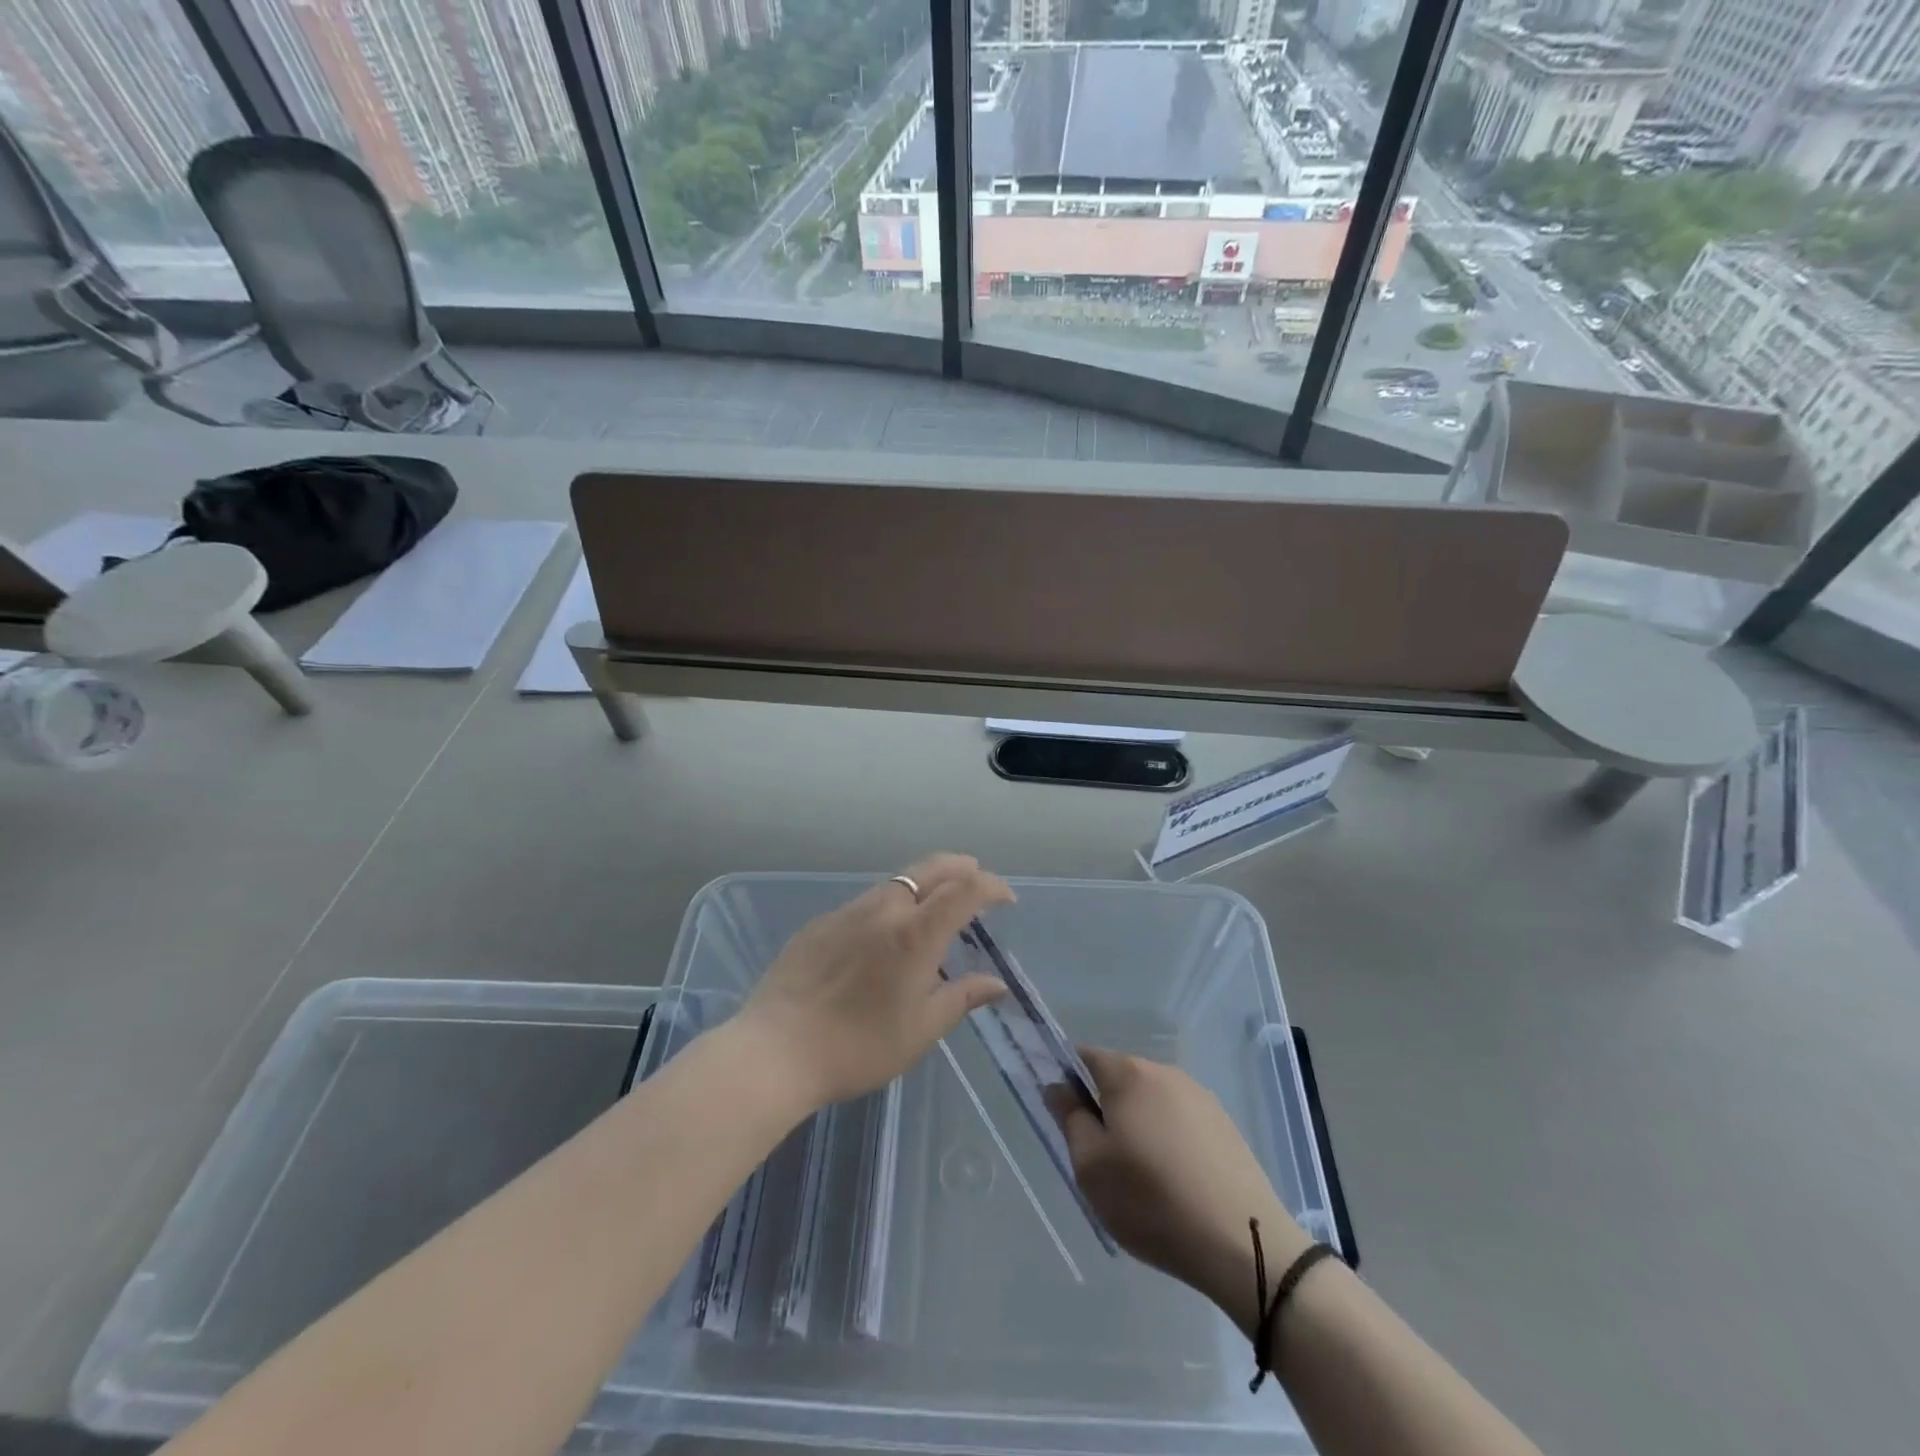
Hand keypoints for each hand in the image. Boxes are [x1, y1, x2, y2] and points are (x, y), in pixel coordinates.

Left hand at [732, 854, 1012, 1110]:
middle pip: (930, 869)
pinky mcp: (820, 923)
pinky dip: (889, 904)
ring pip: (895, 883)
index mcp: (915, 934)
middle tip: (976, 874)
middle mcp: (884, 910)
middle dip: (960, 867)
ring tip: (934, 904)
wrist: (776, 1050)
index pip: (964, 890)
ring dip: (923, 884)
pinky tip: (883, 932)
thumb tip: (996, 984)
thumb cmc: (859, 1047)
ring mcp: (847, 912)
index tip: (1006, 899)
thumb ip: (961, 998)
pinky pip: (865, 902)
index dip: (991, 886)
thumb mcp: (920, 1031)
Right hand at [1054, 1047, 1311, 1321]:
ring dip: (1138, 1124)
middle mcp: (1165, 1072)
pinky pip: (1181, 1121)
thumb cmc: (1152, 1201)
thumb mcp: (1091, 1166)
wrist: (1244, 1243)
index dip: (1068, 1080)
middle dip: (1105, 1106)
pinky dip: (1169, 1140)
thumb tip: (1058, 1087)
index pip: (1085, 1057)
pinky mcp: (1225, 1125)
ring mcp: (1200, 1097)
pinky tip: (1175, 1183)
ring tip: (1140, 1177)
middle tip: (1100, 1157)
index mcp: (1129, 1074)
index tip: (1065, 1117)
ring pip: (1152, 1100)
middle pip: (1120, 1078)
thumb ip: (1070, 1118)